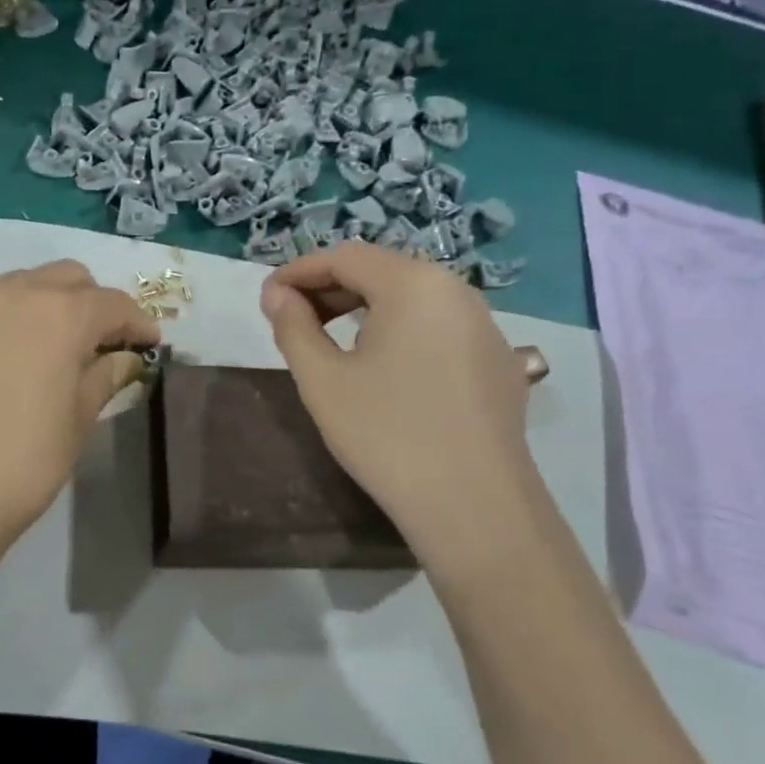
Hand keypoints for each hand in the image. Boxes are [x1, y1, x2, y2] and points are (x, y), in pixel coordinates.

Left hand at [0, 260, 159, 552]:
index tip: (149, 345)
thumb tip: (121, 359)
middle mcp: (13, 295)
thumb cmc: (21, 464)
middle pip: (66, 278)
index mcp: (60, 314)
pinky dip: (2, 325)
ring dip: (46, 306)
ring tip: (50, 349)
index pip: (113, 304)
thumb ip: (103, 378)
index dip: (138, 323)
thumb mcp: (78, 422)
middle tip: (100, 344)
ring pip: (19, 286)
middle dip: (92, 303)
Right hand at [260, 242, 534, 541]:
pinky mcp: (498, 361)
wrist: (474, 507)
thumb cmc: (387, 436)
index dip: (299, 272)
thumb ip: (293, 327)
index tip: (266, 299)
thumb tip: (277, 295)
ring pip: (413, 299)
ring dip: (365, 309)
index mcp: (414, 284)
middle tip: (291, 319)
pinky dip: (401, 331)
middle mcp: (456, 291)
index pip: (345, 257)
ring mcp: (485, 326)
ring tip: (330, 338)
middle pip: (382, 272)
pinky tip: (384, 367)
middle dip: (331, 289)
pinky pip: (439, 327)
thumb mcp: (323, 380)